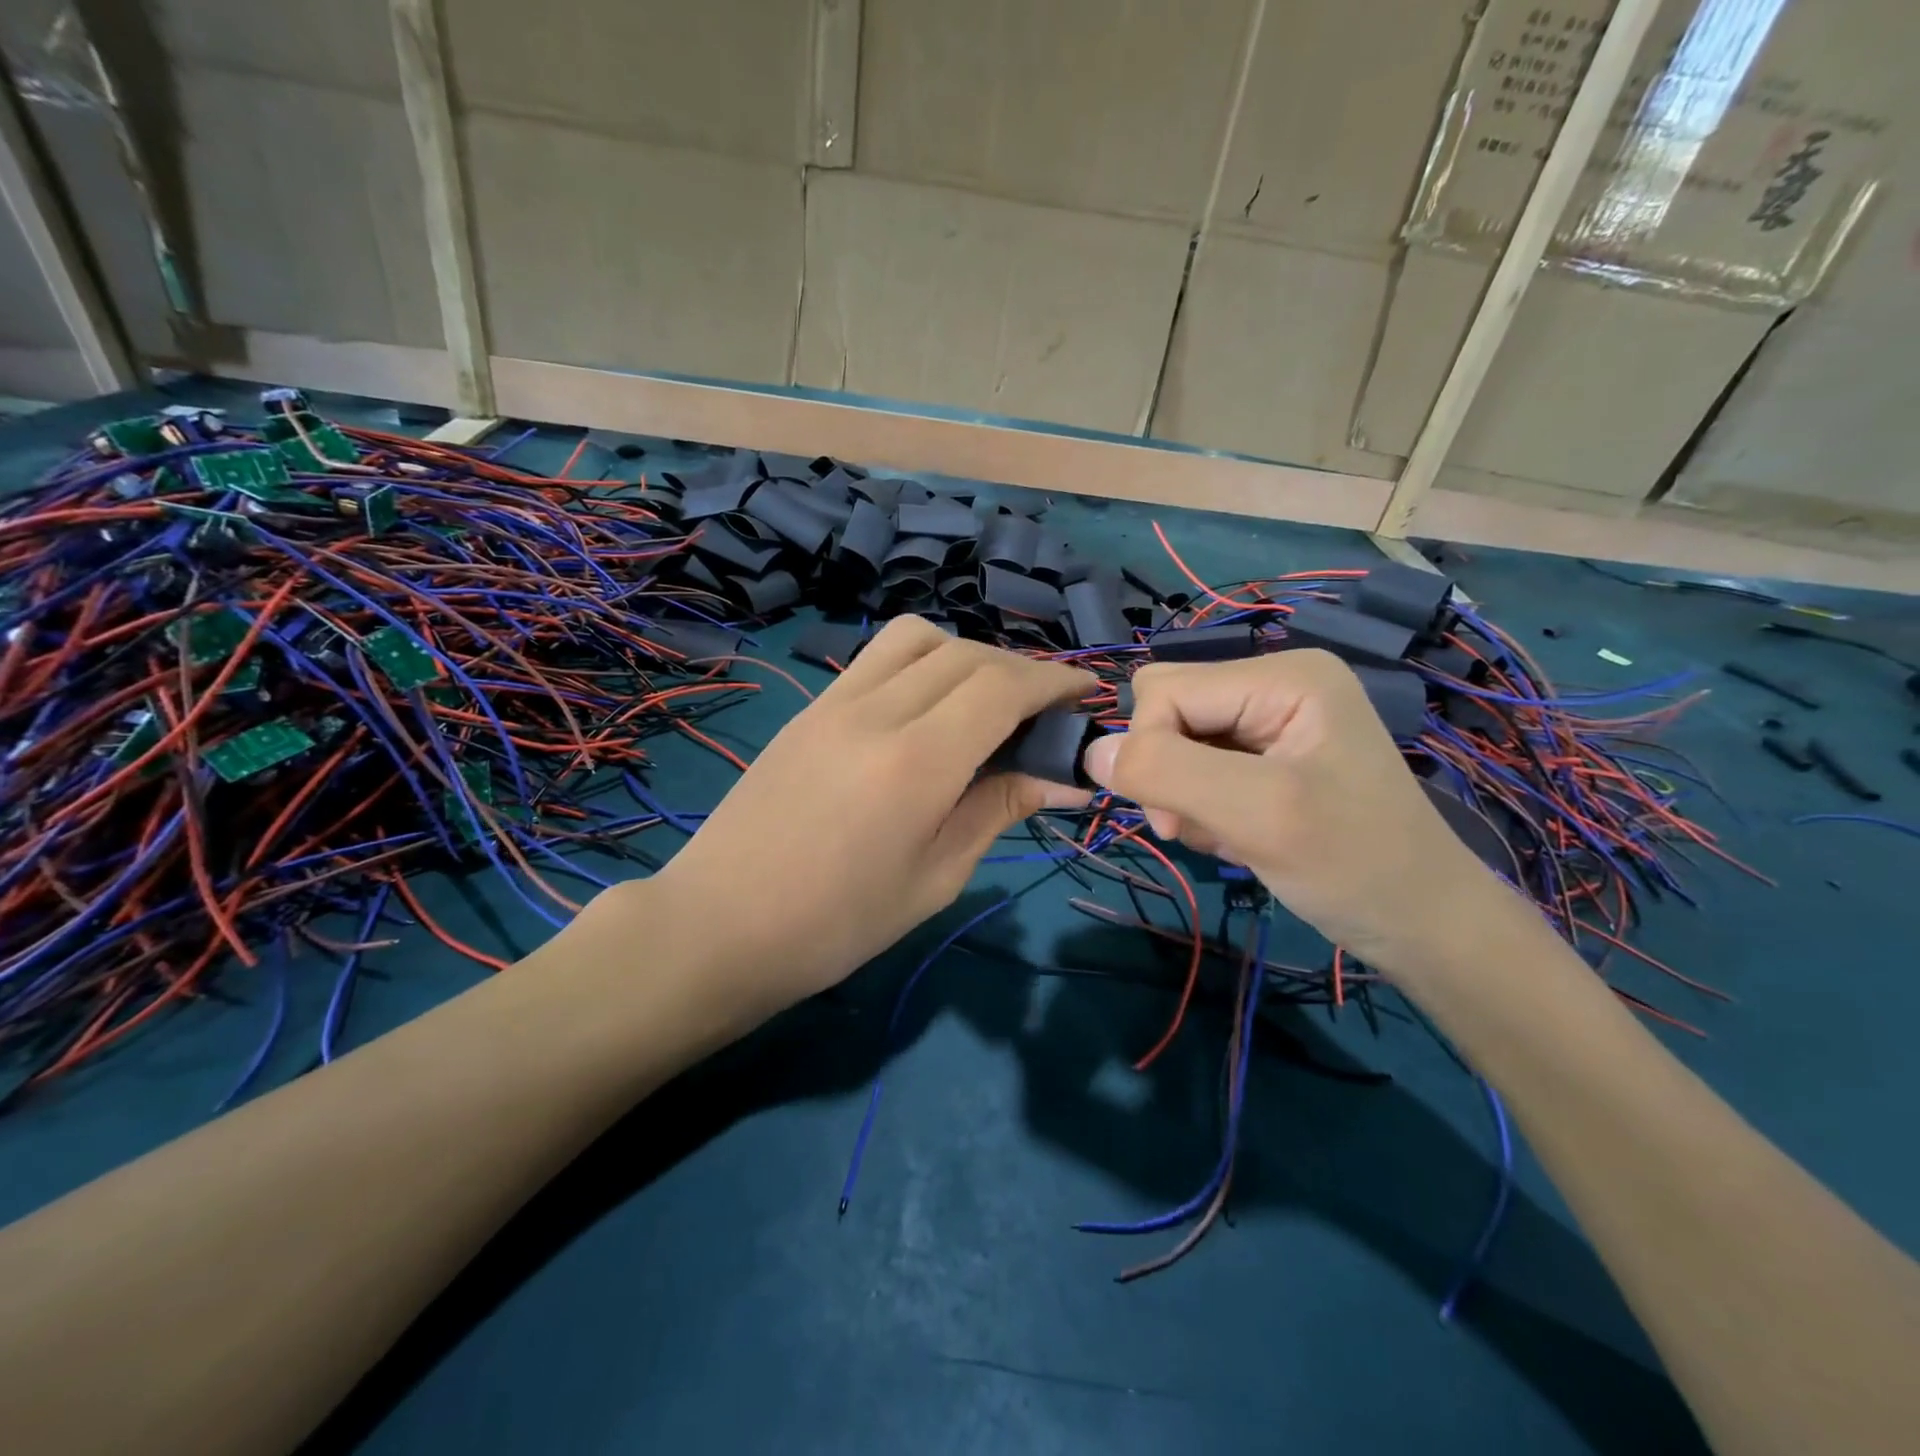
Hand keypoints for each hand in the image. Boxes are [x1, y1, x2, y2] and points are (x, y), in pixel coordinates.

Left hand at [635, 617, 1092, 1019]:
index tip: (1087, 696)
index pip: (1003, 686)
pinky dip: (921, 663)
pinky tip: (927, 709)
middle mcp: (877, 711)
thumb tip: (1062, 779)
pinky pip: (876, 659)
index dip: (1054, 683)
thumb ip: (999, 809)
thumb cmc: (838, 924)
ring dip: (967, 654)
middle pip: (967, 654)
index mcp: (917, 761)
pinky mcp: (809, 708)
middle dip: (1021, 670)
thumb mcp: (935, 877)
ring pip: (918, 639)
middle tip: (1046, 711)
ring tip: (984, 701)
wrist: (720, 925)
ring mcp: (834, 702)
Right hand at [1082, 649, 1500, 972]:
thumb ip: (1167, 772)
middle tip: (1196, 828)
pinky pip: (1198, 768)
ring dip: (1184, 797)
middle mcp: (1274, 684)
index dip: (1149, 751)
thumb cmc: (1353, 864)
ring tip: (1227, 837)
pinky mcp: (1268, 757)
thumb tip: (1089, 753)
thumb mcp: (1257, 814)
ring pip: (1176, 744)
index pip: (1164, 690)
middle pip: (1168, 712)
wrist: (1422, 926)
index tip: (1172, 820)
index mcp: (1283, 675)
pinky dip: (1202, 808)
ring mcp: (1273, 721)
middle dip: (1167, 774)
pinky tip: (1237, 837)